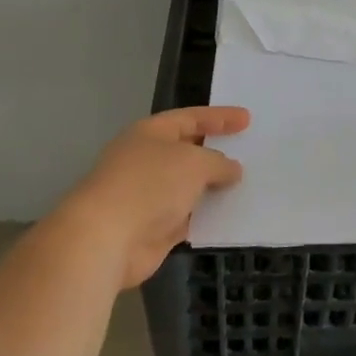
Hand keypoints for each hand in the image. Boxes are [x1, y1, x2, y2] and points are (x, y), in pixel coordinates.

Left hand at [52, 106, 249, 288]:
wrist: (106, 239)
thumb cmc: (149, 184)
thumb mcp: (194, 163)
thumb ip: (218, 163)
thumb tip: (231, 169)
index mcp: (151, 133)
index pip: (191, 118)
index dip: (219, 117)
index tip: (247, 119)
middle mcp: (147, 160)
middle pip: (188, 151)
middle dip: (216, 152)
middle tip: (248, 151)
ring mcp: (148, 196)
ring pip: (188, 186)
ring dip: (212, 187)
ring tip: (247, 184)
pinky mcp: (152, 229)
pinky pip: (187, 217)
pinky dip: (205, 216)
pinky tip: (230, 216)